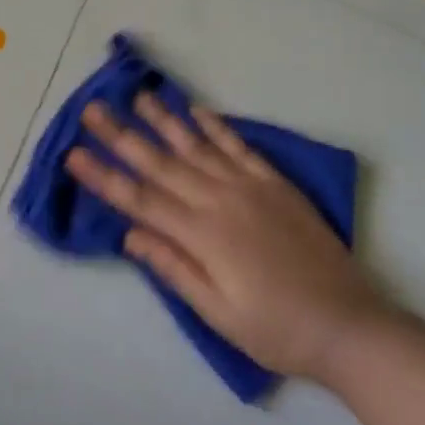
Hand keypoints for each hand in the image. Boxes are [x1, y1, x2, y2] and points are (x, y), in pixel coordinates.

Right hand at [66, 94, 386, 383]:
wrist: (349, 326)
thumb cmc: (277, 330)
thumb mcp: (219, 313)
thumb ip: (174, 268)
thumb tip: (130, 234)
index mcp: (201, 235)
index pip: (140, 199)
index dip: (104, 176)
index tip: (74, 154)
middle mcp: (218, 200)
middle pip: (160, 163)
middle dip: (121, 135)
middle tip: (93, 108)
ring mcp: (248, 186)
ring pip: (195, 145)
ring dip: (162, 119)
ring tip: (137, 95)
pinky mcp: (274, 183)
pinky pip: (239, 147)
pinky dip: (215, 126)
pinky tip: (195, 109)